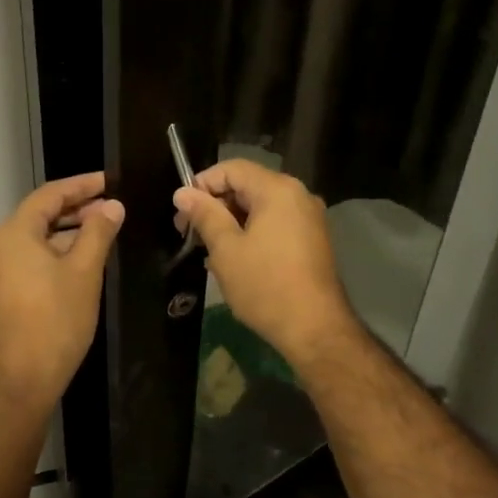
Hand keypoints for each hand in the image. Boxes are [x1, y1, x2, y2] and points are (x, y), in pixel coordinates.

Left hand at [0, 173, 123, 409]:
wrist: (25, 377)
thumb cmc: (57, 319)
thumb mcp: (85, 271)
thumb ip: (98, 232)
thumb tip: (113, 206)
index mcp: (15, 234)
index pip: (49, 195)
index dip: (81, 185)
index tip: (110, 181)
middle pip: (39, 215)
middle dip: (75, 208)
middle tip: (110, 206)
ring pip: (34, 239)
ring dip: (66, 231)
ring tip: (100, 230)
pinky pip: (28, 259)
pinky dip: (53, 252)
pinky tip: (79, 259)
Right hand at [173, 159, 358, 367]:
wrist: (315, 328)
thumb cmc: (265, 285)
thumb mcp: (226, 249)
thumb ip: (204, 215)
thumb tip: (182, 193)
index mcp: (277, 189)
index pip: (232, 168)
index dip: (202, 184)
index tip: (182, 212)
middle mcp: (298, 195)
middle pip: (247, 185)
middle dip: (215, 204)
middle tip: (190, 233)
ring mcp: (309, 218)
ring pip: (260, 207)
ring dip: (231, 222)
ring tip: (208, 250)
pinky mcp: (312, 240)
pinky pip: (275, 223)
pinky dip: (252, 233)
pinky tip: (234, 259)